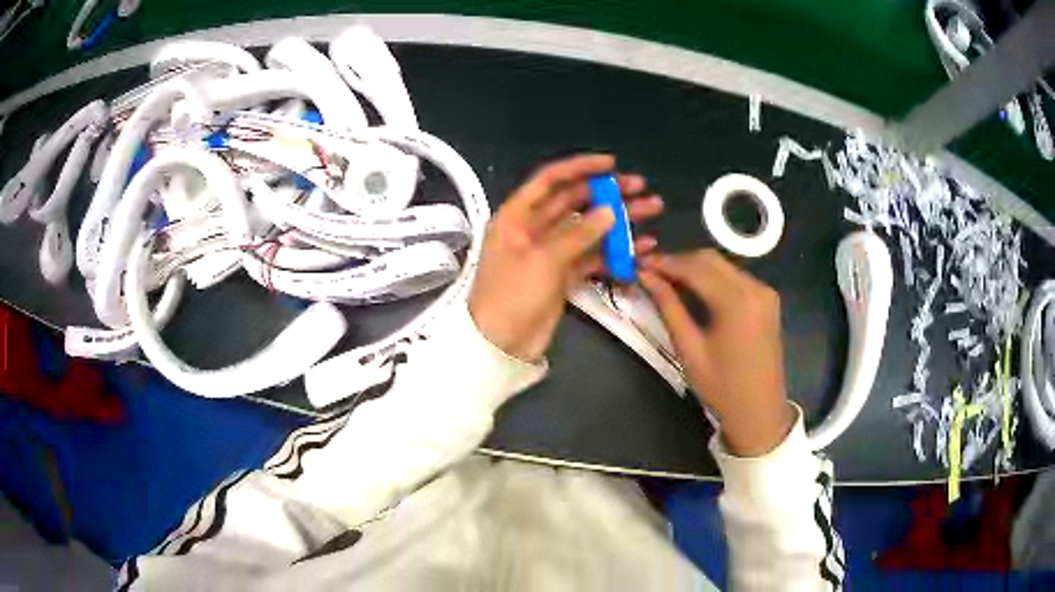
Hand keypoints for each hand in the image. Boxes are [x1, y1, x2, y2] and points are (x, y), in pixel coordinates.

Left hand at [469, 154, 662, 361]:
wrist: (501, 346)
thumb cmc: (511, 297)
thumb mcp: (542, 261)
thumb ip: (578, 235)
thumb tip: (610, 211)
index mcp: (517, 216)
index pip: (550, 180)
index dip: (580, 168)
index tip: (612, 164)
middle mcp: (534, 228)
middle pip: (574, 201)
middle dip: (608, 193)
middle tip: (641, 188)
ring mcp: (551, 252)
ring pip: (589, 228)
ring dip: (619, 220)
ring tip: (652, 210)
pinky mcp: (564, 275)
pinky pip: (593, 257)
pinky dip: (616, 252)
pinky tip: (643, 248)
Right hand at [639, 250, 793, 456]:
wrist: (759, 412)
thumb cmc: (721, 387)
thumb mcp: (689, 349)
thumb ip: (668, 307)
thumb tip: (646, 277)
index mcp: (737, 301)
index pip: (695, 267)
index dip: (665, 263)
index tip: (639, 264)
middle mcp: (755, 288)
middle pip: (710, 259)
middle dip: (679, 261)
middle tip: (651, 272)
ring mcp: (765, 292)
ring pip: (723, 265)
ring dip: (695, 268)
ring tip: (667, 280)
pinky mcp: (768, 299)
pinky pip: (735, 277)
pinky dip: (712, 278)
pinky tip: (694, 289)